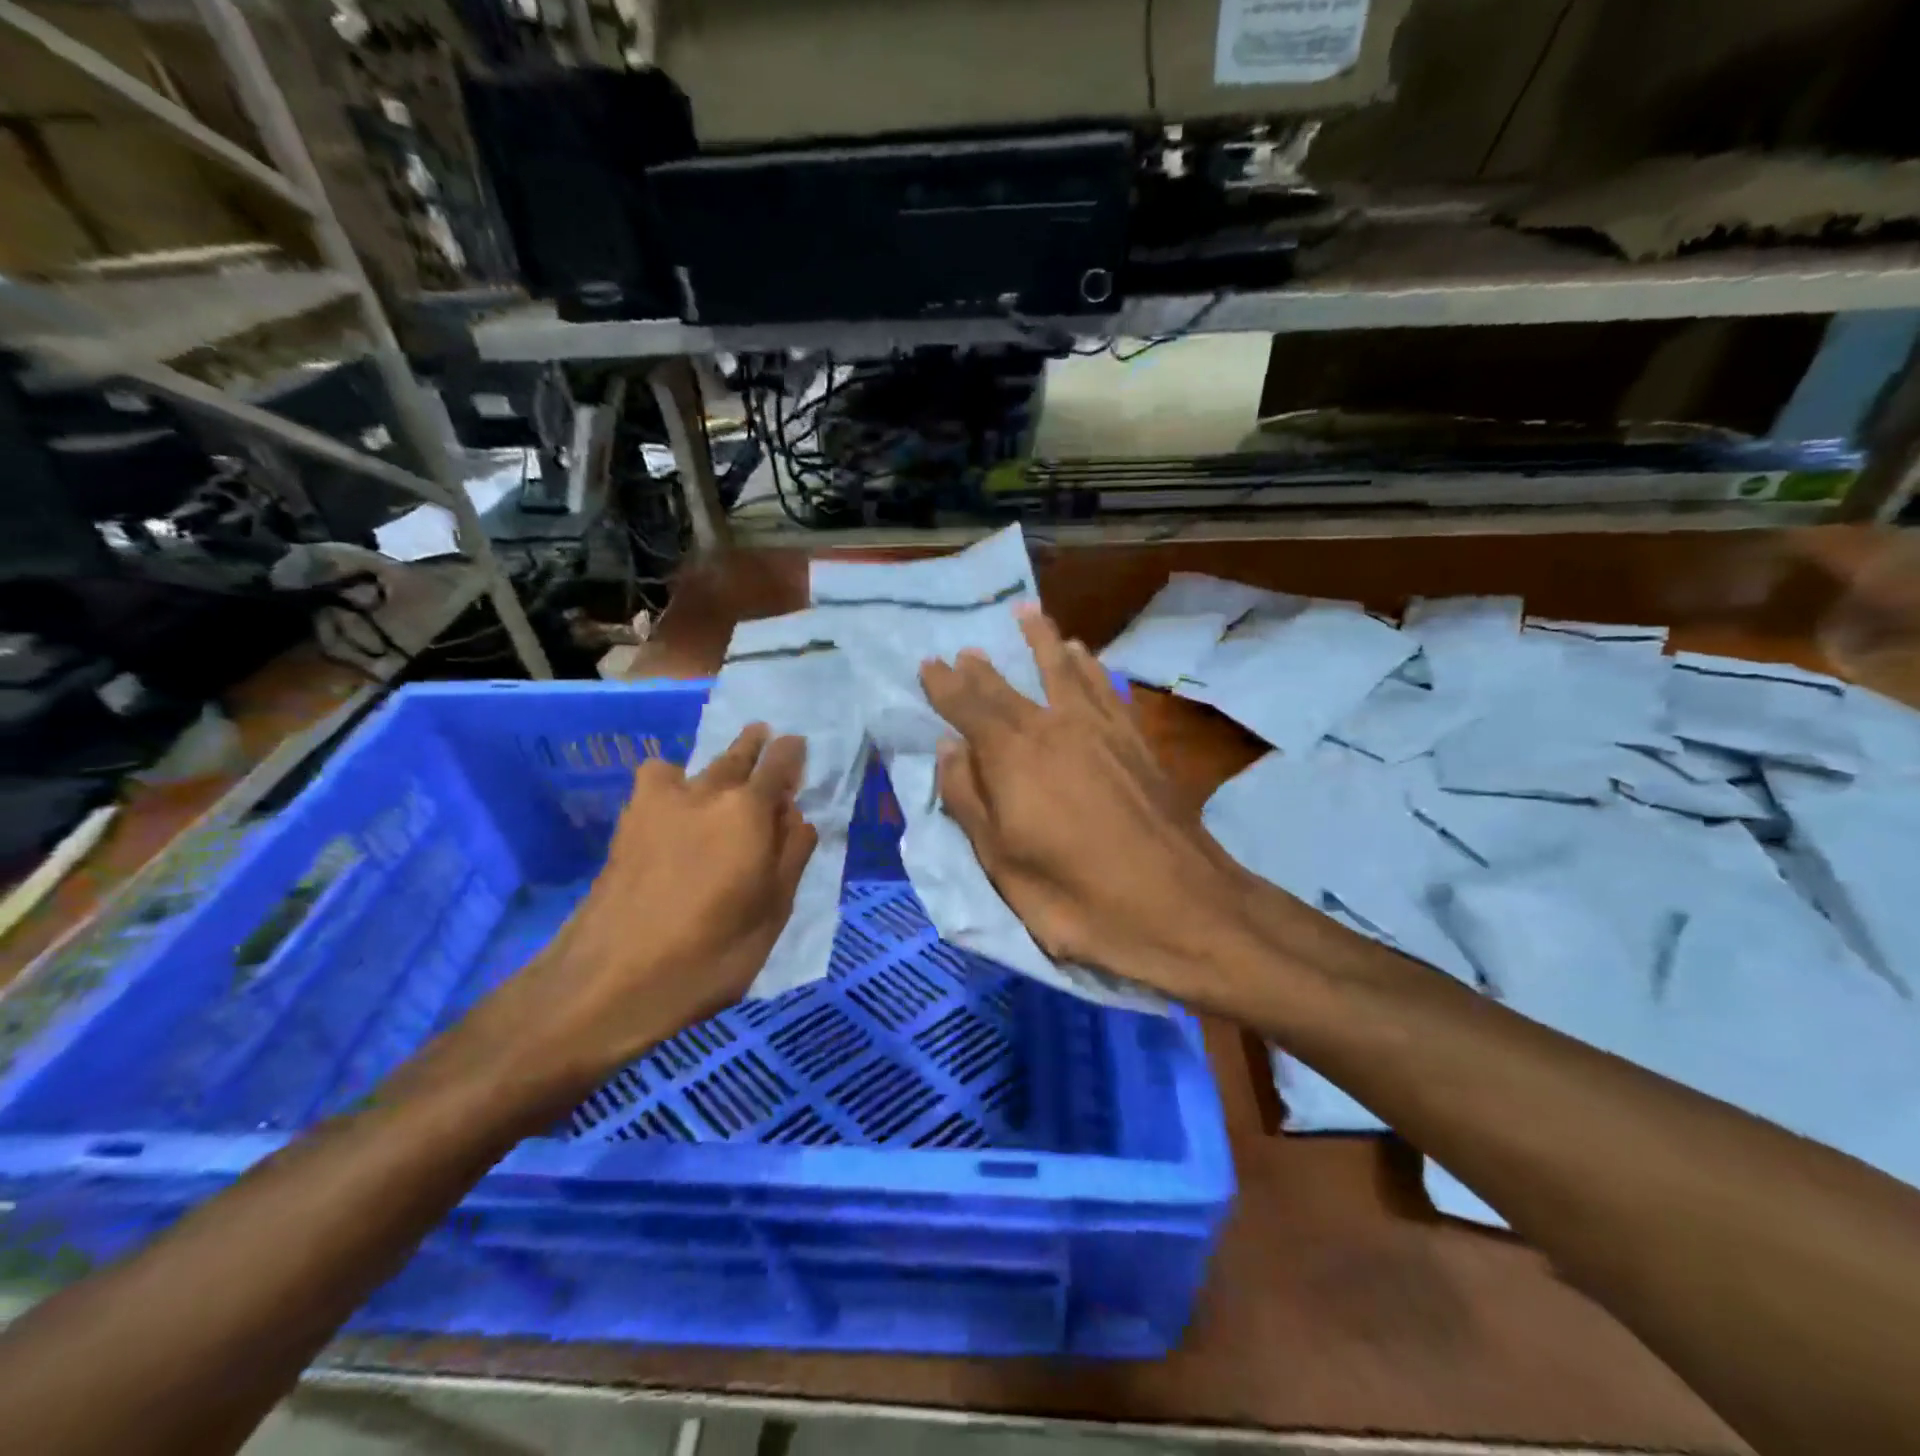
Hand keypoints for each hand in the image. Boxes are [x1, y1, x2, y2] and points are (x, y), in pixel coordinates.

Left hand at [455, 724, 816, 1101]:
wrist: (609, 980)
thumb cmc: (708, 955)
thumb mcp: (773, 914)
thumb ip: (791, 856)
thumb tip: (797, 816)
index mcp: (749, 812)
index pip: (779, 762)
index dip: (792, 752)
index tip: (798, 748)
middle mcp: (707, 792)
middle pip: (738, 753)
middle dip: (756, 745)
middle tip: (767, 742)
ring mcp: (661, 801)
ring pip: (698, 764)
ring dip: (719, 762)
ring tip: (725, 778)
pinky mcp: (629, 820)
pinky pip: (657, 779)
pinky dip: (672, 780)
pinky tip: (676, 804)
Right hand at [920, 606, 1269, 1008]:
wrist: (1179, 905)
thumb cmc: (1076, 896)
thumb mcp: (1003, 862)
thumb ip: (969, 800)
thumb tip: (948, 747)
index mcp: (1014, 756)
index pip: (969, 708)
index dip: (945, 686)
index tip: (928, 664)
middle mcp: (1055, 727)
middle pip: (1010, 687)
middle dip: (982, 668)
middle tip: (966, 649)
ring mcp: (1101, 729)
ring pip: (1064, 670)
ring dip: (1042, 640)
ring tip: (1028, 615)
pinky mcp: (1135, 740)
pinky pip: (1106, 687)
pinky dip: (1090, 665)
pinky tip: (1084, 655)